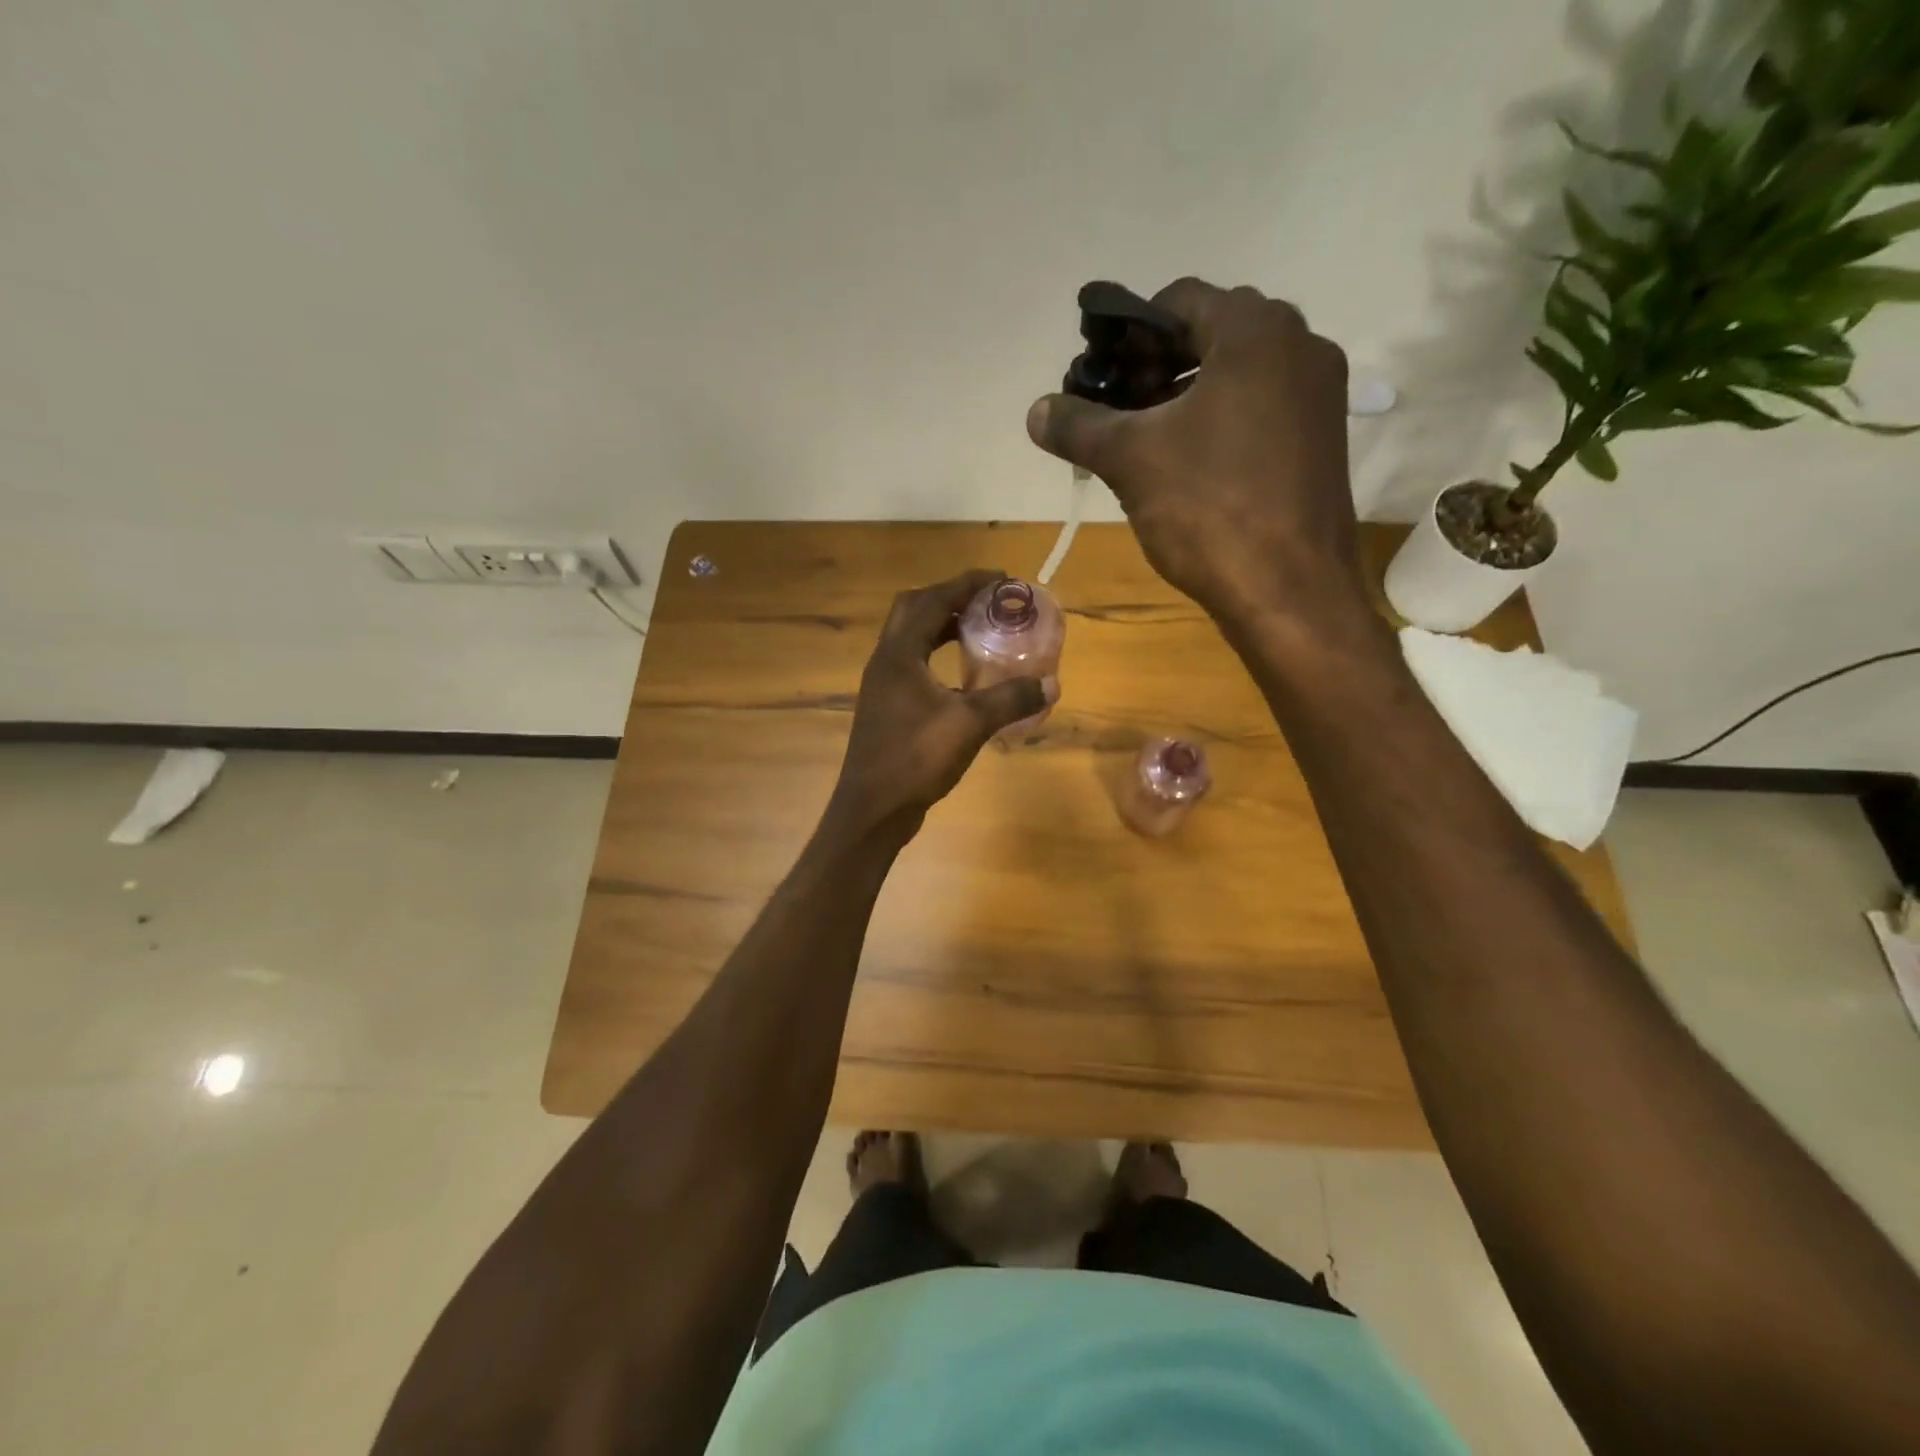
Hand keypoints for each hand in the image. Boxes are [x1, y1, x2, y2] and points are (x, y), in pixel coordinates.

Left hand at [829, 570, 1051, 836]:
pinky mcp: (887, 706)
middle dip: (951, 597)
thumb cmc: (915, 759)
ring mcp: (882, 685)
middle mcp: (885, 660)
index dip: (967, 584)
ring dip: (942, 625)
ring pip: (911, 637)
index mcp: (899, 654)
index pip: (932, 599)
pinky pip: (912, 663)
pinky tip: (963, 676)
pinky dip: (937, 654)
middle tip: (988, 602)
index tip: (1002, 579)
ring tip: (980, 629)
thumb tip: (1052, 683)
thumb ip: (1011, 699)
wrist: (873, 808)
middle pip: (914, 609)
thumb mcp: (970, 725)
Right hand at [1027, 279, 1366, 629]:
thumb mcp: (1131, 461)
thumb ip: (1079, 426)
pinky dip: (1219, 422)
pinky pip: (1261, 409)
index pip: (1179, 301)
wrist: (1290, 591)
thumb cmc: (1209, 509)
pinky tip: (1187, 467)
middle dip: (1156, 367)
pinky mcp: (1323, 441)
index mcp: (1256, 332)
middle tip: (1116, 409)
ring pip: (1237, 375)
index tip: (1099, 375)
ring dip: (1185, 396)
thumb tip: (1036, 410)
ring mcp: (1319, 396)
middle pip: (1211, 334)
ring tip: (1143, 441)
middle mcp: (1299, 346)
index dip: (1129, 333)